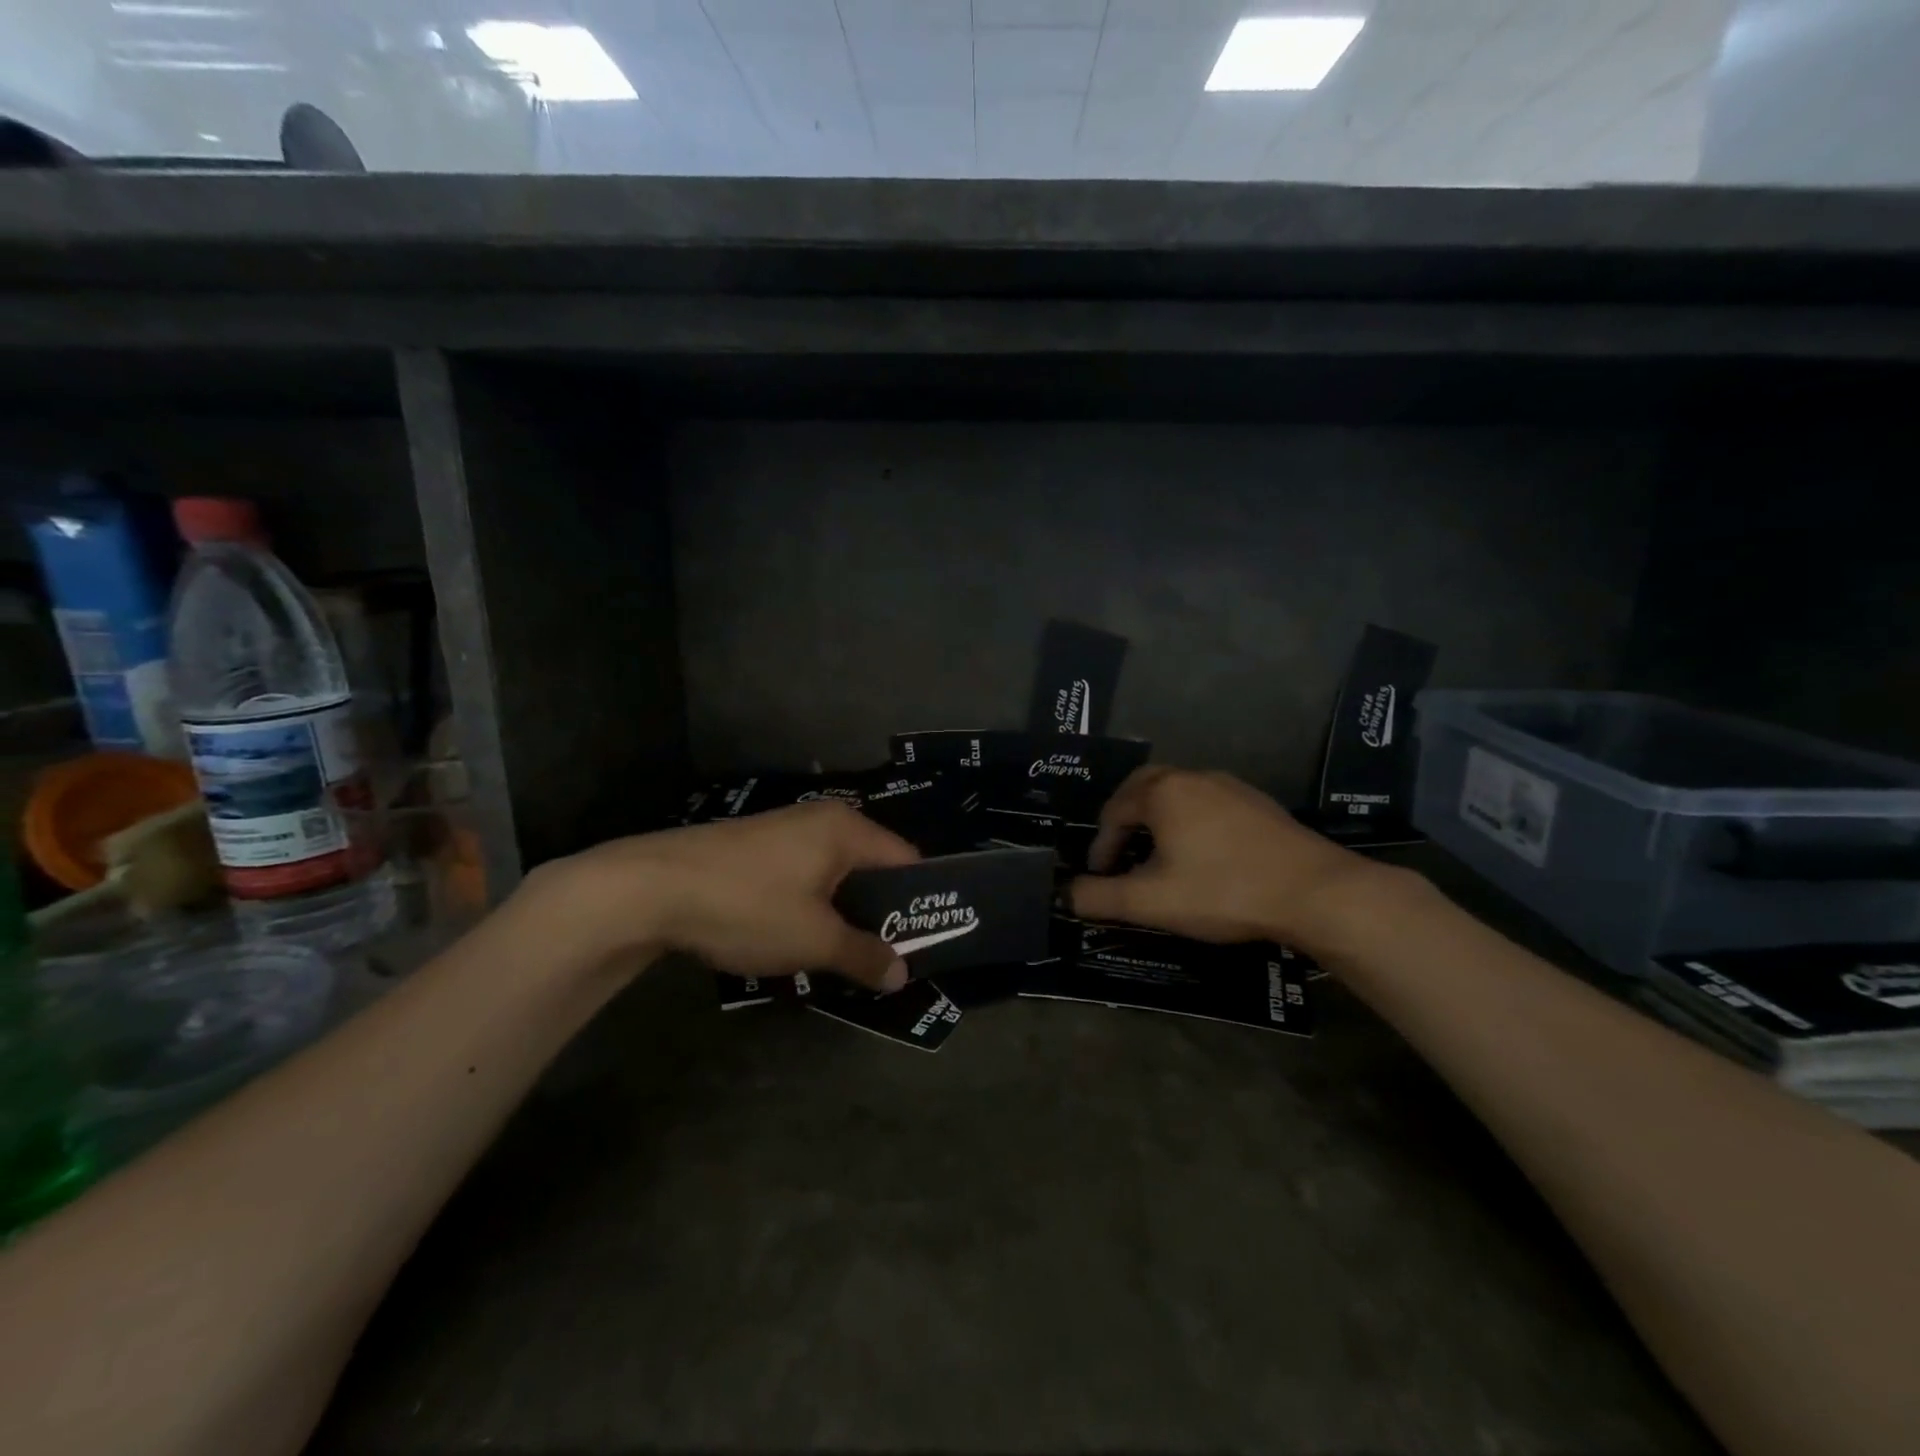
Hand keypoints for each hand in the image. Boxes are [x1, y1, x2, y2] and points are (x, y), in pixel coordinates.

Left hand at [523, 801, 919, 990]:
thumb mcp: (814, 940)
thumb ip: (864, 955)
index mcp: (847, 830)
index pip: (906, 861)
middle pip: (871, 866)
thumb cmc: (748, 906)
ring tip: (844, 955)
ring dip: (843, 912)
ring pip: (834, 874)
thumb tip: (902, 974)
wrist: (651, 888)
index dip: (919, 902)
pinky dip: (812, 904)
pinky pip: (804, 874)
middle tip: (886, 957)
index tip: (924, 941)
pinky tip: (799, 936)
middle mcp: (822, 820)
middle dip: (879, 912)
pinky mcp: (756, 846)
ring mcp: (786, 830)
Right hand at [1069, 766, 1370, 947]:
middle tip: (1121, 854)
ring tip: (1158, 856)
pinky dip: (1190, 822)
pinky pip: (1208, 803)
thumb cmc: (1223, 891)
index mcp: (1162, 792)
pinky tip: (1204, 855)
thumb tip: (1066, 894)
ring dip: (1158, 820)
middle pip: (1143, 789)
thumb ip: (1100, 898)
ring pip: (1178, 795)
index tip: (1102, 878)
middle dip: (1125, 821)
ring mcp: (1230, 786)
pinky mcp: (1258, 803)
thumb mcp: (1152, 902)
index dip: (1101, 846)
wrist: (1315, 891)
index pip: (1113, 812)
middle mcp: (1193, 777)